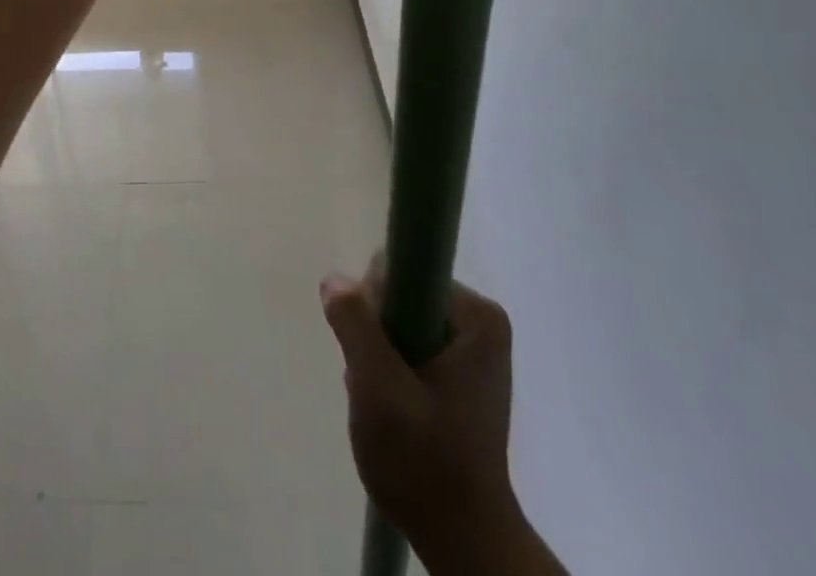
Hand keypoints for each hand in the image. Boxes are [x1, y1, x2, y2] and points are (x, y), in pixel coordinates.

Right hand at [322, 268, 557, 573]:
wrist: (464, 543)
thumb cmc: (424, 462)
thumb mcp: (379, 389)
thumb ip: (355, 326)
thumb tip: (334, 279)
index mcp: (476, 316)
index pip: (400, 272)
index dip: (373, 305)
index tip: (370, 351)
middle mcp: (480, 323)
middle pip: (399, 297)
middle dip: (375, 337)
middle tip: (374, 386)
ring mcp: (473, 351)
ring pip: (399, 324)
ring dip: (379, 358)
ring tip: (382, 405)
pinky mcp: (461, 375)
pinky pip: (410, 348)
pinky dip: (392, 373)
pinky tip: (390, 411)